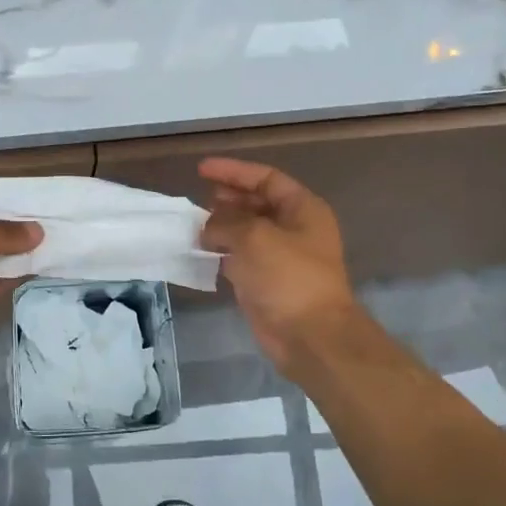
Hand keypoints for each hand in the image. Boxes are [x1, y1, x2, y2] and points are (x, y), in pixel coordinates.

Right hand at [199, 158, 359, 369]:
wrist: (310, 335)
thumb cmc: (288, 276)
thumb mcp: (254, 237)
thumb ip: (225, 222)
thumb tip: (206, 227)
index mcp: (302, 209)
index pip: (266, 178)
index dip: (234, 171)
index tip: (202, 169)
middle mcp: (294, 228)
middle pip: (257, 203)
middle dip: (228, 198)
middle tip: (200, 198)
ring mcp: (280, 256)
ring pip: (246, 231)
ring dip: (222, 226)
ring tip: (196, 224)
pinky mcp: (266, 281)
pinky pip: (240, 257)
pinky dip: (221, 252)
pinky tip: (201, 250)